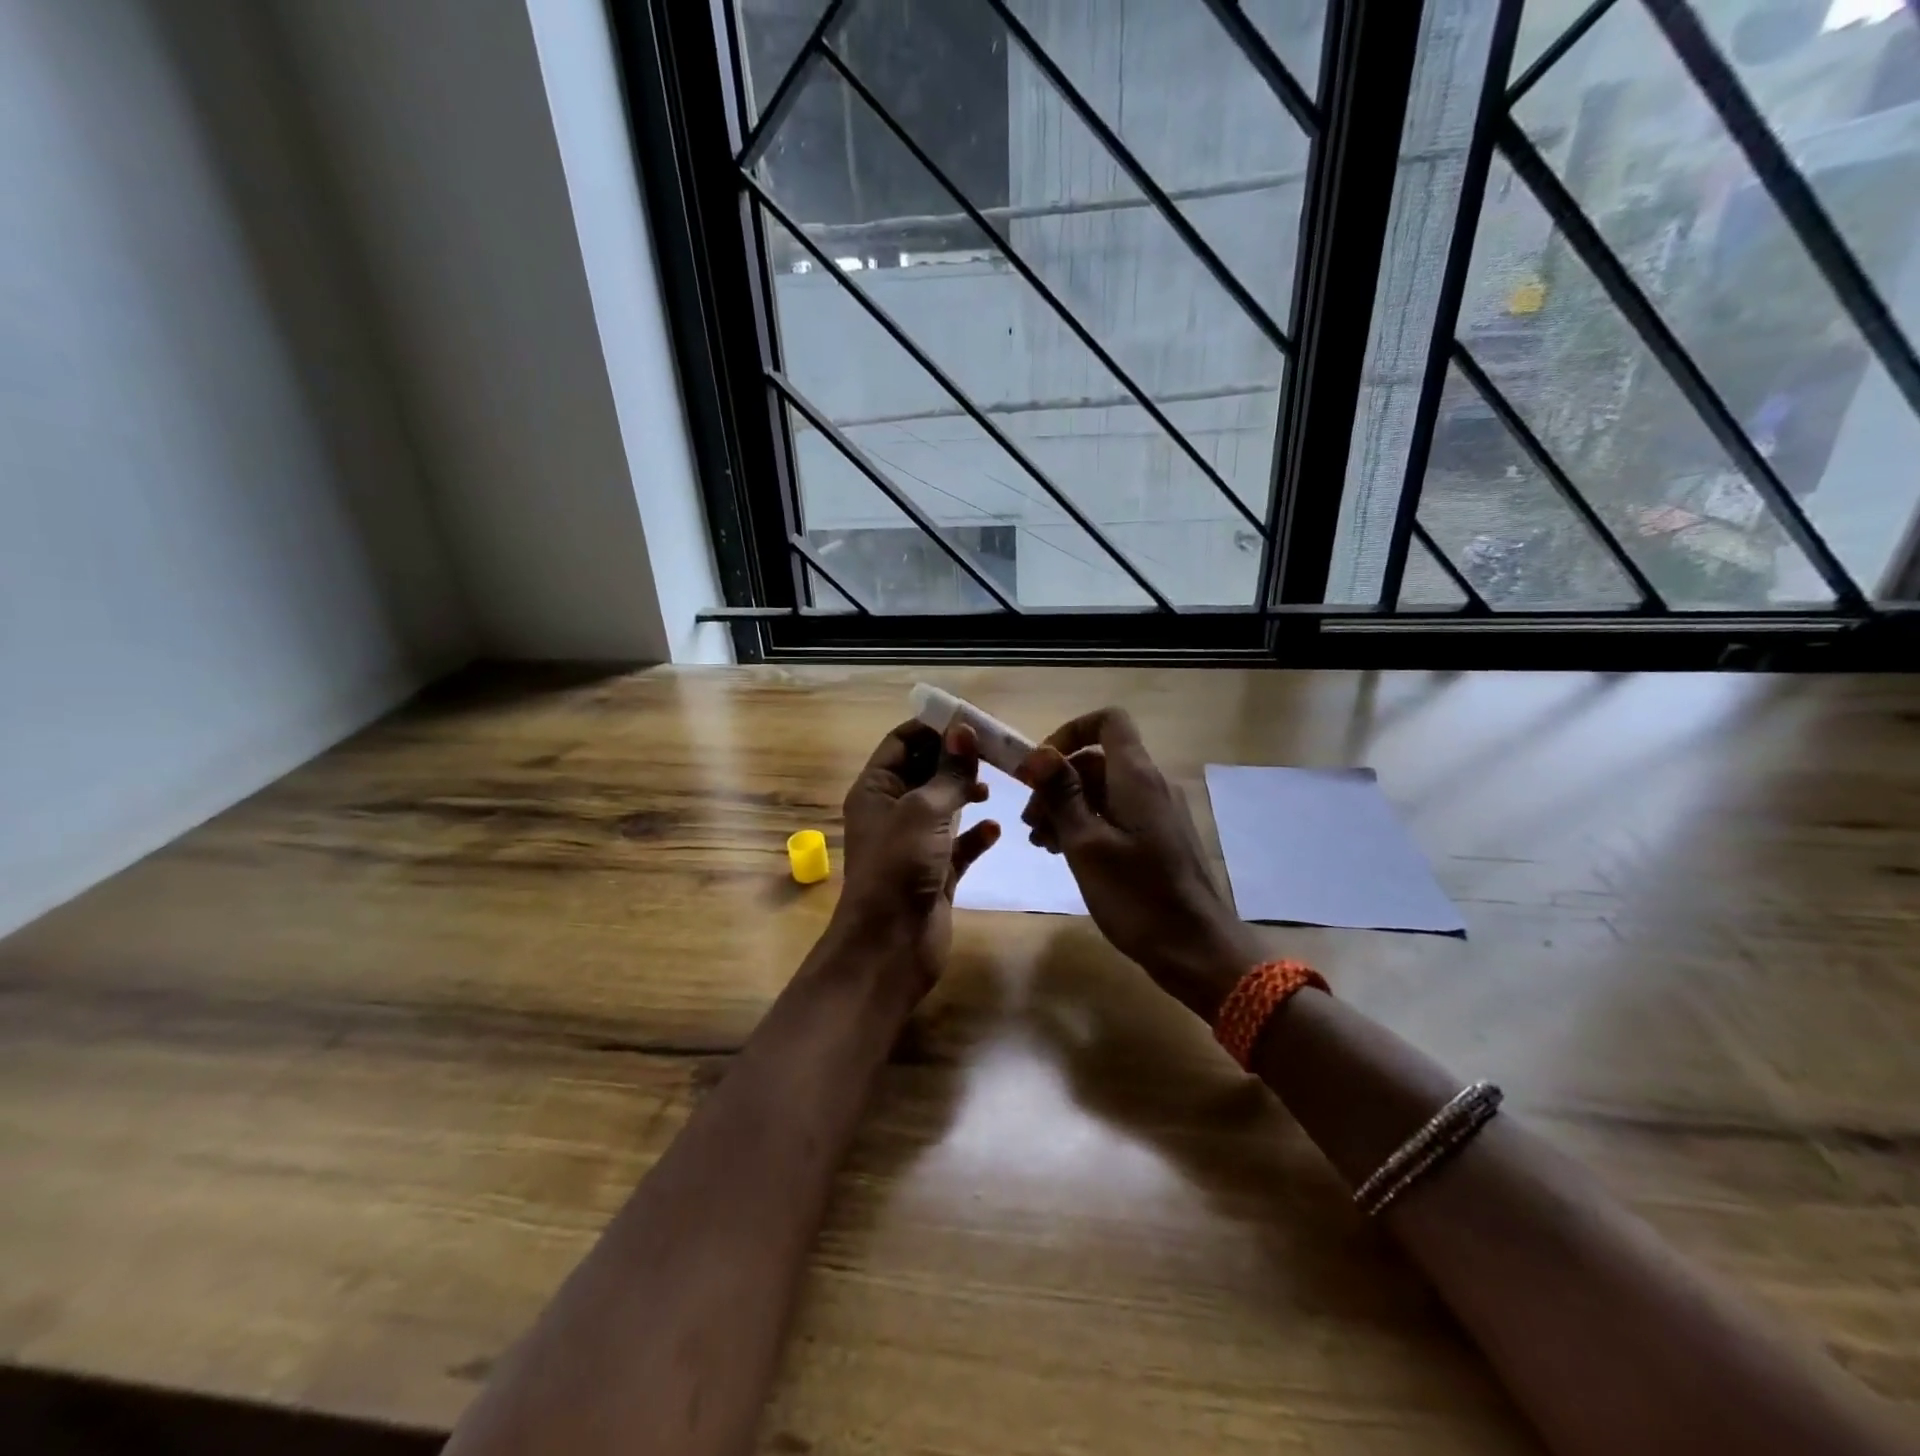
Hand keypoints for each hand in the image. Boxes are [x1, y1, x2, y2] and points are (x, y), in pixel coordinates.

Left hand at [834, 720, 1000, 994]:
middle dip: (956, 759)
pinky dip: (976, 835)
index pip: (903, 742)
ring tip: (993, 788)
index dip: (934, 728)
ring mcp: (914, 843)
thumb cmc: (900, 867)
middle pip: (926, 771)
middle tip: (995, 751)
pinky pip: (959, 845)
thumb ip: (949, 771)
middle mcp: (892, 811)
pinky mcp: (936, 871)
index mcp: (876, 789)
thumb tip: (963, 729)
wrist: (890, 946)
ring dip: (967, 793)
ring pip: (943, 806)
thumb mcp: (925, 810)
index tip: (972, 721)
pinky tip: (995, 829)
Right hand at [1020, 708, 1258, 1019]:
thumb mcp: (1086, 845)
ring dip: (1068, 806)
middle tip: (1030, 822)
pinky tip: (1065, 853)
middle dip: (1057, 781)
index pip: (1107, 722)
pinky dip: (1087, 824)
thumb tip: (1038, 753)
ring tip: (1041, 842)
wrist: (1196, 949)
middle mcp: (1151, 785)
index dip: (1069, 733)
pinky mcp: (1159, 838)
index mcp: (1136, 777)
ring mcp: (1158, 812)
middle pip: (1098, 759)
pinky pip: (1117, 814)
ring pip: (1104, 790)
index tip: (1039, 768)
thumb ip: (1062, 795)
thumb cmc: (1136, 896)